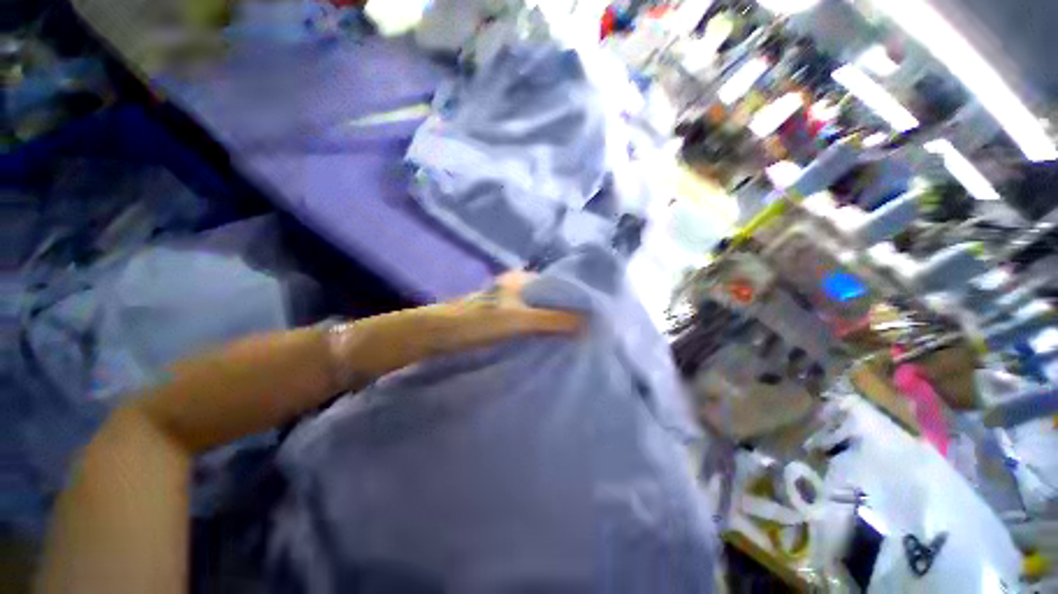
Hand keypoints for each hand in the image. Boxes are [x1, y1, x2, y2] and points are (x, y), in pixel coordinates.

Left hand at [439, 271, 582, 351]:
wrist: (439, 336)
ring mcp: (508, 304)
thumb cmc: (478, 322)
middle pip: (548, 299)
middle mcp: (517, 288)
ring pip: (538, 312)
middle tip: (588, 330)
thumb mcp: (519, 319)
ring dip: (553, 323)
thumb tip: (590, 323)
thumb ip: (554, 320)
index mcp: (522, 279)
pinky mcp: (501, 320)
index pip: (557, 285)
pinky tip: (549, 342)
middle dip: (566, 313)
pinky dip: (539, 331)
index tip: (594, 316)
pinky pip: (527, 323)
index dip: (575, 299)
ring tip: (575, 338)